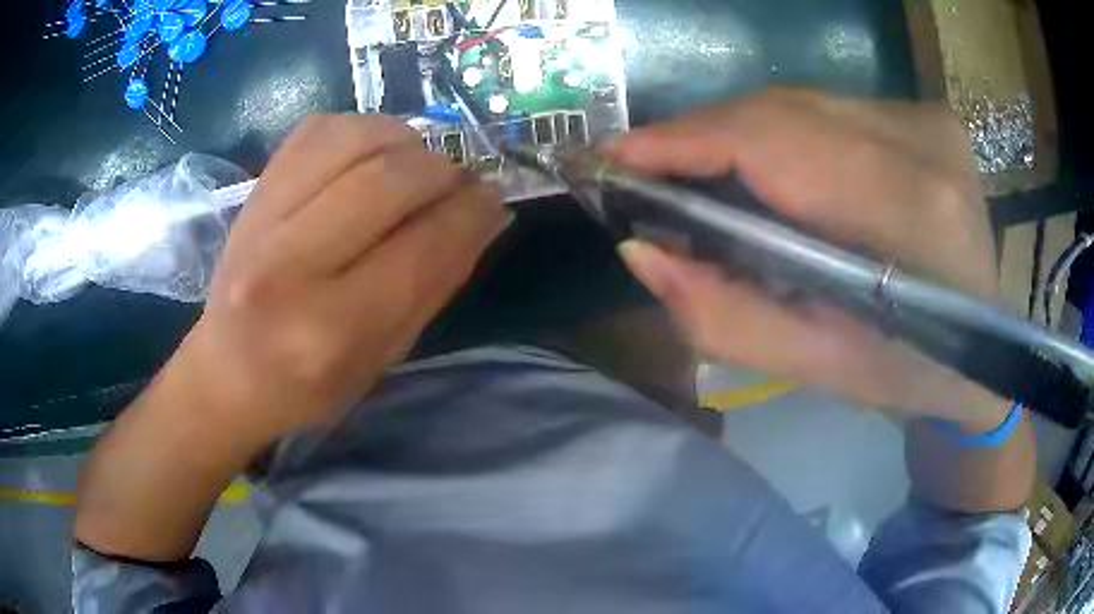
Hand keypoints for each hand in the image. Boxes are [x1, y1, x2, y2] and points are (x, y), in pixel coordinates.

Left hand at [169, 115, 508, 442]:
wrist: (227, 370)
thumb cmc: (309, 384)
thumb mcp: (383, 357)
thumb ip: (436, 284)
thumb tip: (488, 215)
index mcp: (328, 329)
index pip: (420, 248)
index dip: (470, 213)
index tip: (493, 198)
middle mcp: (288, 265)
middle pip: (388, 181)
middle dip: (443, 172)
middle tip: (459, 183)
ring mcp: (262, 218)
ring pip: (355, 141)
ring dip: (407, 143)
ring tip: (418, 166)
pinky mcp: (253, 189)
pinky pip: (321, 129)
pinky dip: (364, 130)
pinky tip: (374, 154)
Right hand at [610, 89, 1008, 430]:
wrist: (988, 353)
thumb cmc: (912, 374)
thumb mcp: (823, 369)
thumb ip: (728, 318)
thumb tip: (642, 252)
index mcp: (912, 216)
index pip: (777, 143)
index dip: (687, 141)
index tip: (619, 157)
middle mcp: (924, 144)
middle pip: (782, 111)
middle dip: (702, 137)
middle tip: (648, 172)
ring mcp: (928, 120)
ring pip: (800, 102)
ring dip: (739, 135)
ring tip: (697, 173)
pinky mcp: (926, 115)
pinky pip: (828, 107)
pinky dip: (781, 133)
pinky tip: (766, 167)